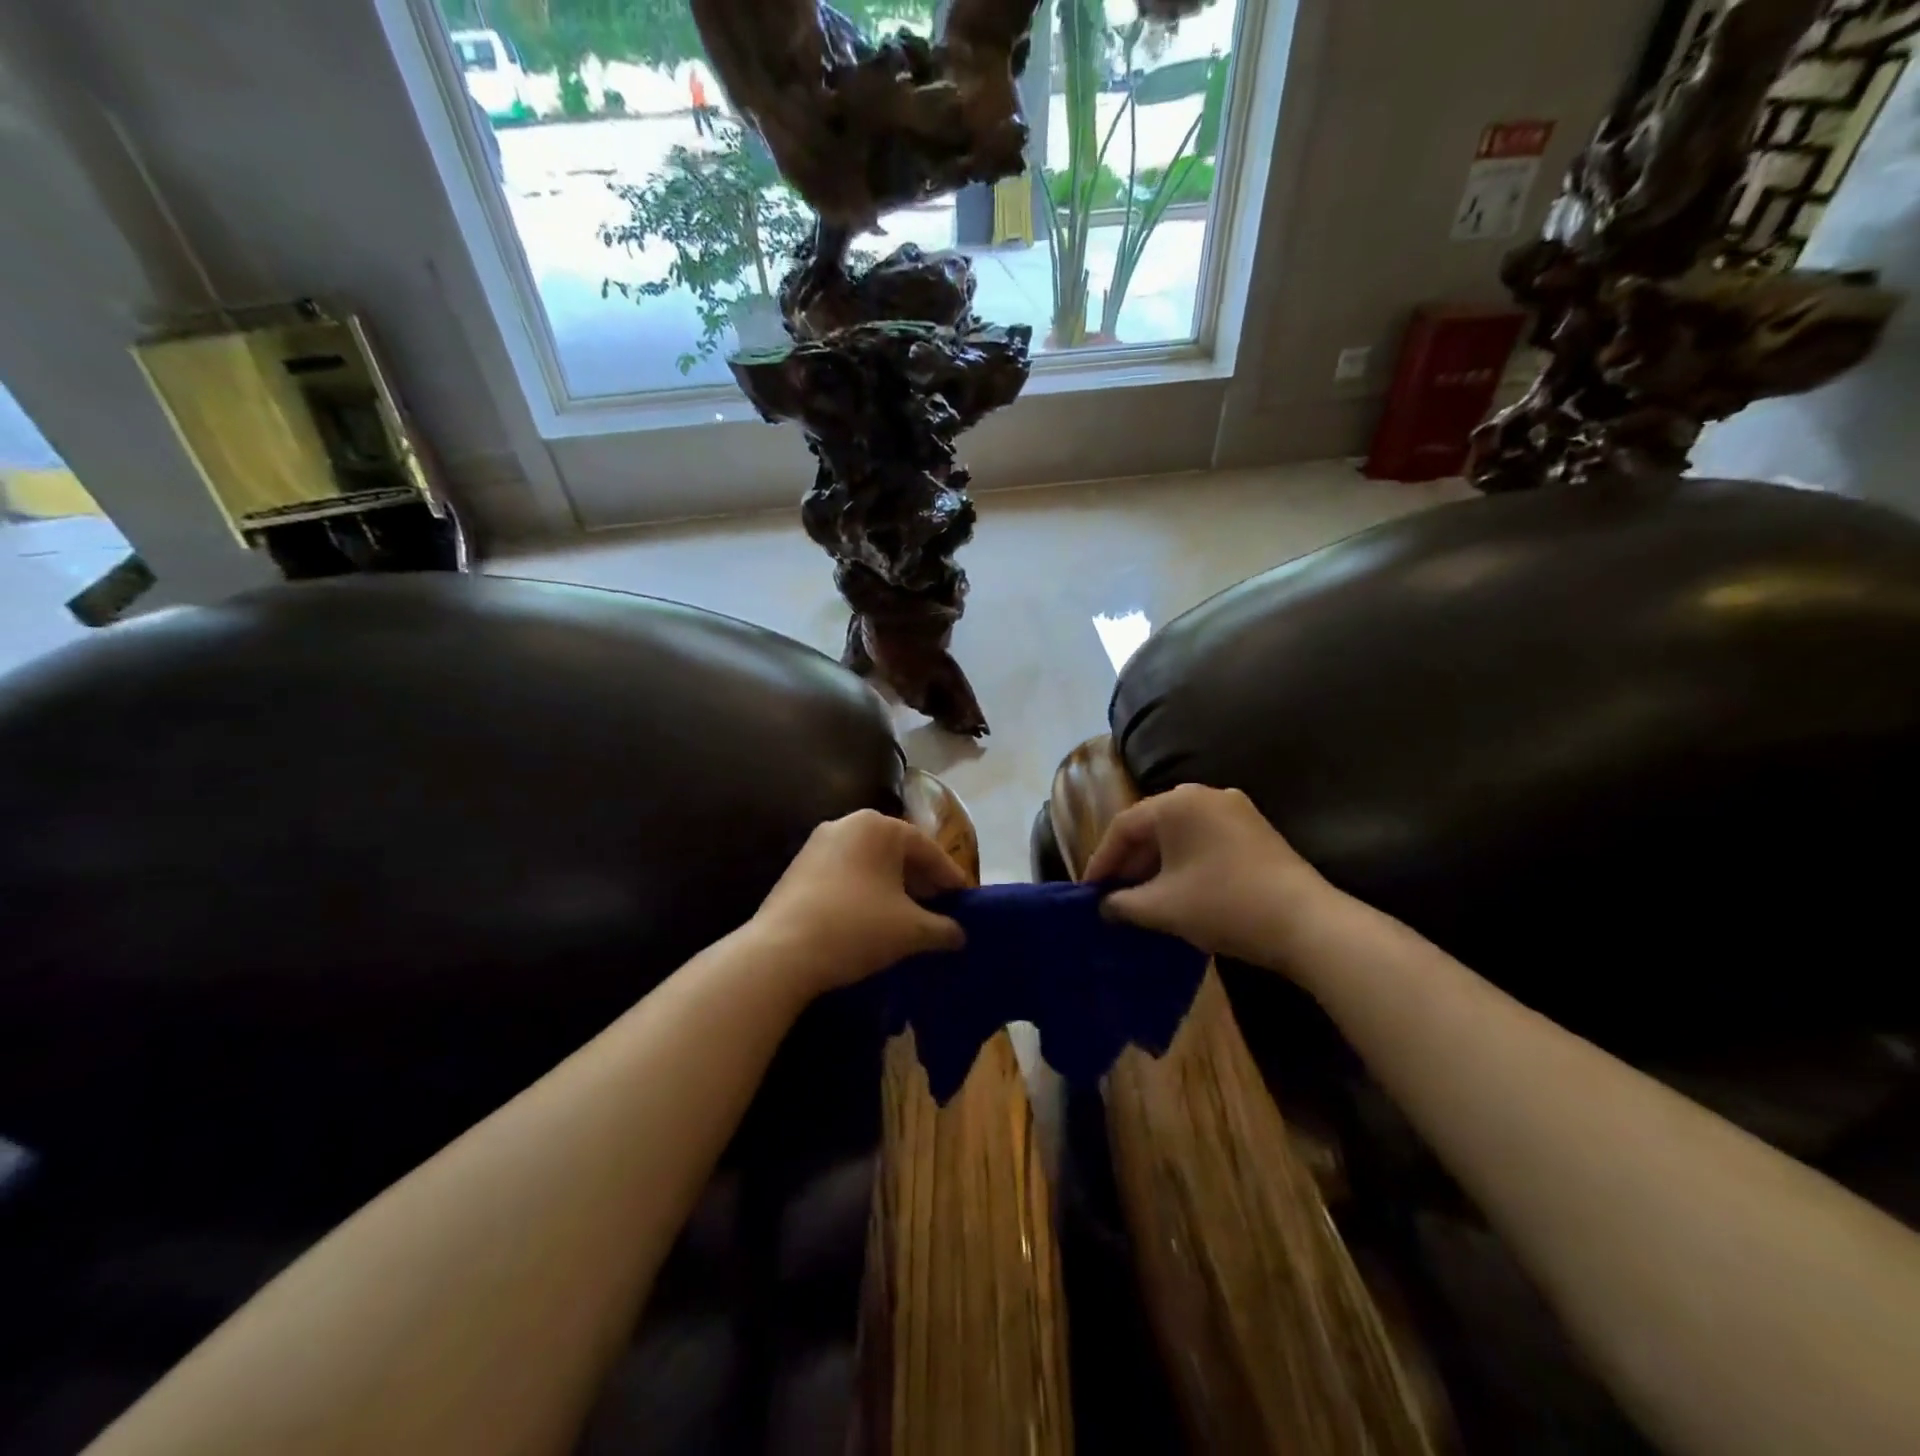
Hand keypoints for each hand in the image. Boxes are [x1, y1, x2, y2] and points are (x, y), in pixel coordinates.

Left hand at [754, 809, 967, 995]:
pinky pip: (846, 874)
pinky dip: (866, 892)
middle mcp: (848, 824)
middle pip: (898, 853)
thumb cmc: (857, 927)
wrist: (781, 952)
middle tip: (941, 910)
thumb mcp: (911, 930)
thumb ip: (943, 928)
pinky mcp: (798, 867)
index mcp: (879, 826)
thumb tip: (959, 934)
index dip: (951, 878)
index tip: (966, 901)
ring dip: (893, 888)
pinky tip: (874, 920)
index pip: (928, 850)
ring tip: (910, 918)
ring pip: (870, 864)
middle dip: (922, 882)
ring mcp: (818, 844)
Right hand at [1085, 785, 1332, 965]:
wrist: (1307, 924)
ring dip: (1156, 864)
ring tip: (1142, 897)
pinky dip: (1184, 862)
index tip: (1089, 892)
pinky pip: (1205, 839)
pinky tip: (1179, 890)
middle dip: (1129, 863)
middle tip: (1113, 895)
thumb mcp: (1162, 908)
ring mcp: (1235, 810)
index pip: (1123, 827)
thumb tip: (1104, 906)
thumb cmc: (1223, 905)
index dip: (1101, 861)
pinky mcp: (1255, 830)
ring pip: (1179, 834)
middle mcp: (1204, 795)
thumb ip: (1122, 904)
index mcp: (1177, 803)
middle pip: (1152, 826)